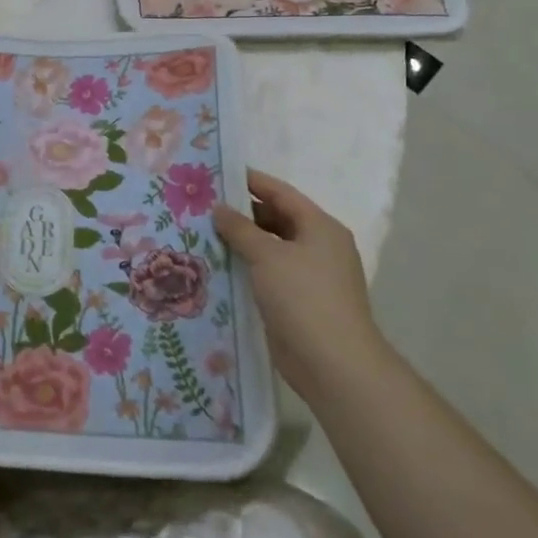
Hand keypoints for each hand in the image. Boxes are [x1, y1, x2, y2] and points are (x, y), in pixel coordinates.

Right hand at [214, 168, 381, 386]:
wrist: (333, 364)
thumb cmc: (303, 297)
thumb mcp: (267, 255)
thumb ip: (240, 229)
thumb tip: (219, 208)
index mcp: (320, 227)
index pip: (281, 193)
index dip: (251, 181)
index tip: (218, 173)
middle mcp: (318, 246)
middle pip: (276, 218)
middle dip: (242, 212)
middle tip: (203, 205)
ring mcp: (310, 276)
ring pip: (271, 248)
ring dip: (242, 242)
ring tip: (203, 233)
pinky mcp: (299, 302)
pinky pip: (268, 274)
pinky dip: (247, 267)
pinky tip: (218, 266)